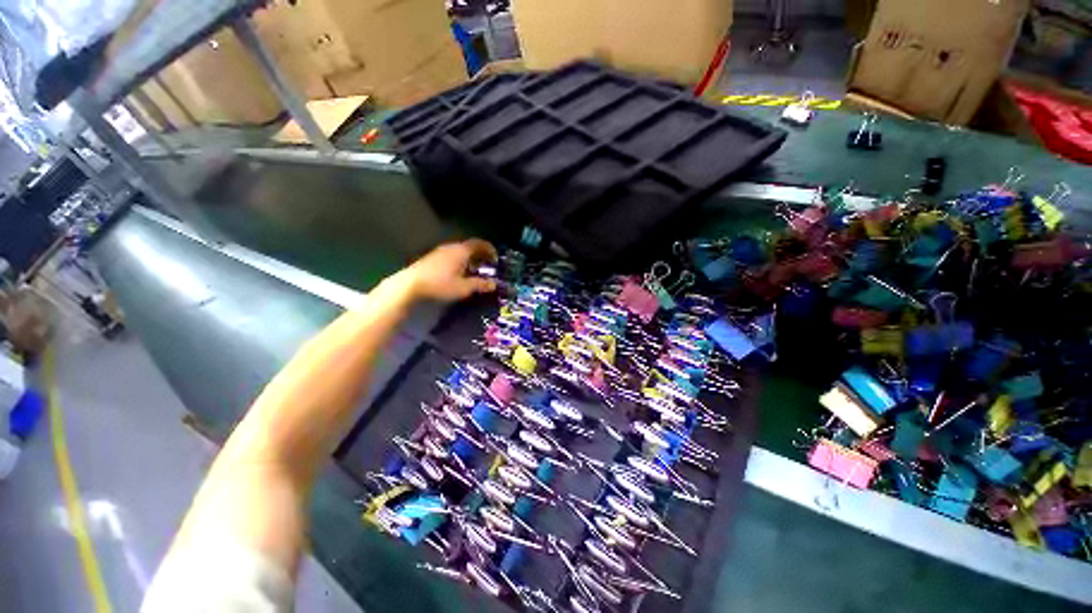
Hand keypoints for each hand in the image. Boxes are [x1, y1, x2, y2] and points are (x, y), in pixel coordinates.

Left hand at [401, 239, 497, 301]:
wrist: (410, 284)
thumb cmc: (440, 284)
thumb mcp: (463, 287)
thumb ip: (480, 285)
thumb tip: (493, 284)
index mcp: (461, 251)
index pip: (479, 244)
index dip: (489, 249)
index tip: (495, 258)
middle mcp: (452, 247)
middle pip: (470, 246)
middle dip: (480, 254)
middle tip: (487, 265)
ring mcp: (440, 251)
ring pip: (460, 251)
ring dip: (470, 258)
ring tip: (474, 270)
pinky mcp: (432, 257)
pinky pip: (452, 254)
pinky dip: (460, 260)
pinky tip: (459, 272)